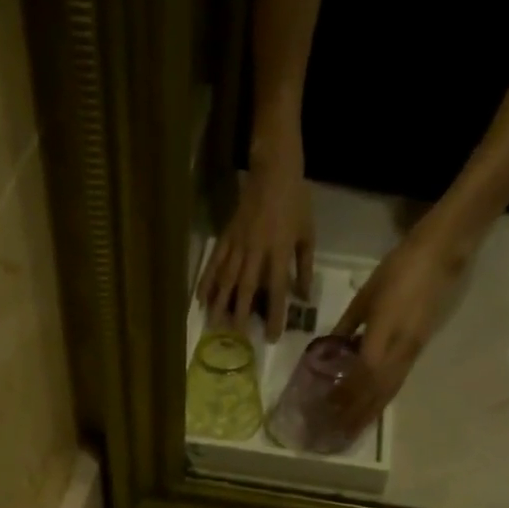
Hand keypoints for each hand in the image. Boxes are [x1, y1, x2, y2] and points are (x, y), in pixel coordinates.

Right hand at [196, 152, 314, 343]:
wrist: (274, 170)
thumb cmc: (296, 202)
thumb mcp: (307, 234)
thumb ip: (304, 267)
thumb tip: (302, 297)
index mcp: (279, 250)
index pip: (277, 289)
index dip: (275, 314)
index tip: (271, 336)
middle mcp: (256, 250)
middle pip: (246, 287)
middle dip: (241, 313)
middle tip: (237, 337)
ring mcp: (238, 242)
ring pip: (226, 277)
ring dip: (220, 302)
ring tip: (214, 324)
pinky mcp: (226, 236)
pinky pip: (215, 261)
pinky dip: (207, 280)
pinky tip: (200, 298)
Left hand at [330, 218, 466, 430]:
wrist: (440, 257)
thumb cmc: (398, 270)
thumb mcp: (364, 296)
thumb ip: (346, 325)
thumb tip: (330, 348)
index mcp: (385, 332)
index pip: (363, 373)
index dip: (347, 393)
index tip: (328, 408)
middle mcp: (401, 349)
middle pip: (377, 390)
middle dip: (357, 413)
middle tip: (338, 432)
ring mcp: (412, 352)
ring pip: (389, 390)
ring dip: (370, 412)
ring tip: (353, 430)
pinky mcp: (418, 350)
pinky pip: (398, 382)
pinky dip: (382, 399)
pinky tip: (372, 408)